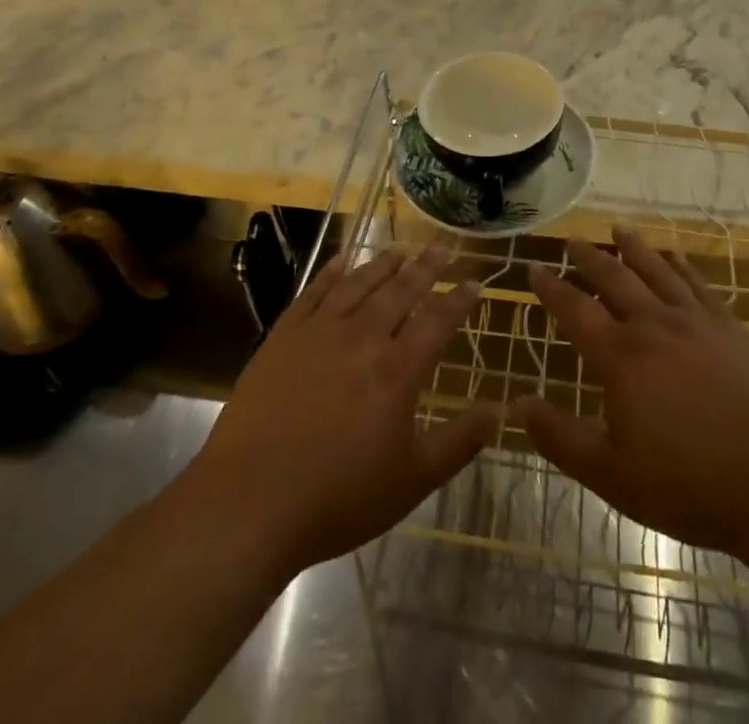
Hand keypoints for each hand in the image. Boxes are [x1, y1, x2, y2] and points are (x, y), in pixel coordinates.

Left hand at [189, 247, 498, 577]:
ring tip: (402, 248)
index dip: (458, 298)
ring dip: (384, 263)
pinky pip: (315, 291)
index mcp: (397, 370)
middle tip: (443, 247)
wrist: (250, 501)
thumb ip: (458, 443)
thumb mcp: (411, 481)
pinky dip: (333, 271)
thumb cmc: (338, 497)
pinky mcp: (284, 334)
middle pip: (401, 290)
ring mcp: (320, 331)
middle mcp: (363, 337)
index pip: (437, 320)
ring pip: (360, 283)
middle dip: (427, 267)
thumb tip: (498, 411)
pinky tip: (344, 259)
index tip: (474, 281)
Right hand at [514, 231, 748, 559]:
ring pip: (656, 271)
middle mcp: (654, 325)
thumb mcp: (613, 475)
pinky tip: (675, 257)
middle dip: (589, 258)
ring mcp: (696, 321)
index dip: (551, 289)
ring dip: (633, 248)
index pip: (574, 310)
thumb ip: (561, 438)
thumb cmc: (691, 485)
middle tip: (573, 240)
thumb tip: (516, 405)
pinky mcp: (732, 328)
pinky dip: (681, 266)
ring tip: (618, 229)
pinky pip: (698, 284)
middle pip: (614, 279)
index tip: (535, 269)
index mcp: (621, 357)